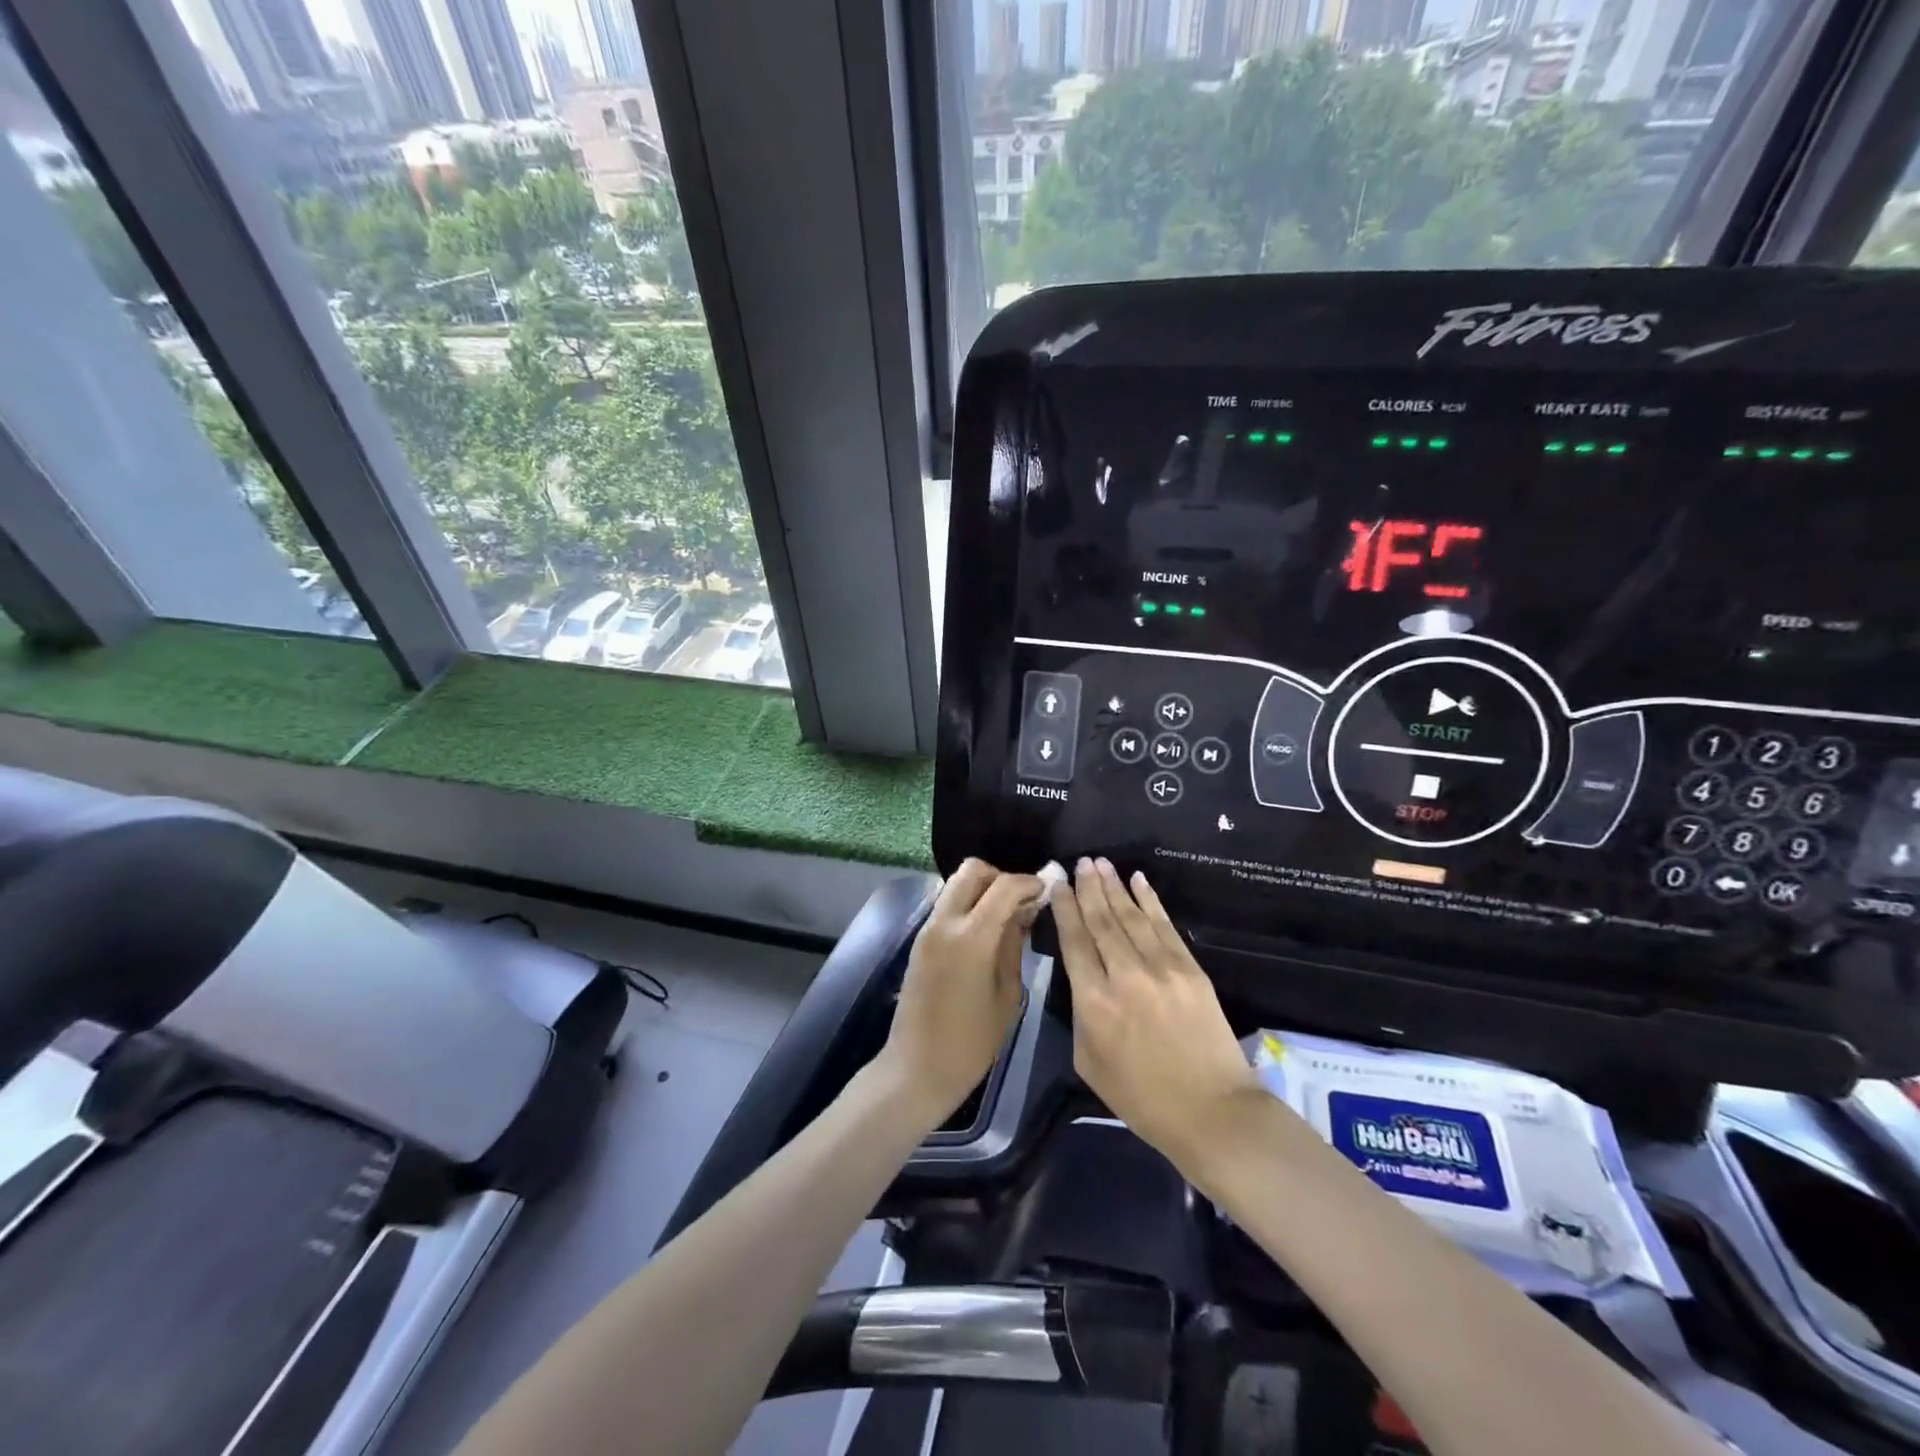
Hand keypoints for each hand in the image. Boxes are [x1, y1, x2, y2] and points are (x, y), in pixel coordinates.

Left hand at [879, 860, 1042, 1126]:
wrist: (916, 1068)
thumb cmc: (971, 1043)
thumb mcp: (1007, 996)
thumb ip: (1013, 946)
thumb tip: (1024, 913)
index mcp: (970, 937)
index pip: (1004, 886)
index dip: (1029, 882)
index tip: (1048, 889)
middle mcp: (945, 922)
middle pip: (972, 870)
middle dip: (1001, 876)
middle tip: (1022, 901)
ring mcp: (928, 929)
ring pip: (956, 884)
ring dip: (983, 889)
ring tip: (1007, 916)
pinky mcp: (920, 939)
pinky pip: (947, 904)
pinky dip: (969, 903)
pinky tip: (987, 929)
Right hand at [1052, 858, 1262, 1171]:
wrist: (1212, 1111)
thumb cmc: (1141, 1097)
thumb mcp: (1088, 1061)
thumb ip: (1081, 1013)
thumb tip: (1084, 978)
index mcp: (1093, 1001)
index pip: (1074, 941)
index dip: (1064, 908)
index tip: (1057, 884)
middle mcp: (1124, 975)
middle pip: (1101, 921)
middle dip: (1088, 888)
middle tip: (1080, 862)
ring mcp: (1161, 968)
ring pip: (1131, 916)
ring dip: (1114, 887)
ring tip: (1101, 863)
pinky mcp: (1190, 969)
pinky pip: (1164, 925)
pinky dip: (1150, 900)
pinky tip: (1138, 880)